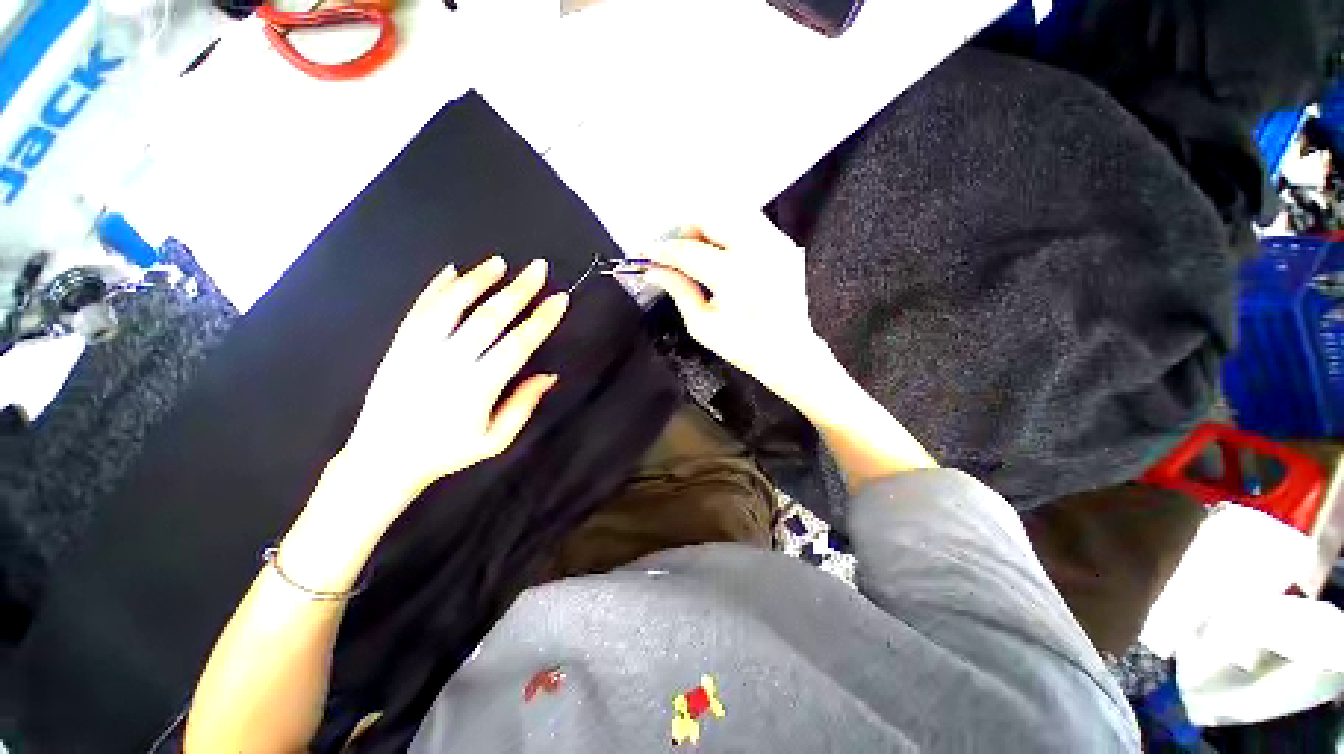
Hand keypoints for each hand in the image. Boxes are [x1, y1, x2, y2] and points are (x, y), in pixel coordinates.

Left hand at [336, 257, 568, 516]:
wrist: (382, 459)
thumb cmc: (446, 451)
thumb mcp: (495, 440)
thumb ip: (523, 405)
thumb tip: (550, 375)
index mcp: (477, 387)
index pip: (518, 344)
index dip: (542, 319)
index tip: (560, 299)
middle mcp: (449, 362)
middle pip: (489, 317)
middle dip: (518, 290)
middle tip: (538, 268)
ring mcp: (419, 350)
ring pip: (451, 305)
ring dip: (478, 280)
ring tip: (499, 262)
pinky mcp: (398, 346)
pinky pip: (419, 310)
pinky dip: (436, 288)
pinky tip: (452, 271)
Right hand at [643, 215, 829, 396]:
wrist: (789, 351)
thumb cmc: (744, 345)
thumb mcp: (702, 324)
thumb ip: (678, 290)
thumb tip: (654, 269)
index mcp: (735, 276)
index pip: (688, 251)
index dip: (662, 250)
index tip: (645, 252)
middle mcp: (758, 250)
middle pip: (711, 215)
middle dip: (685, 228)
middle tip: (674, 250)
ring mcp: (776, 243)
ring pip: (732, 211)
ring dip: (707, 225)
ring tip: (697, 249)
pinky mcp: (784, 243)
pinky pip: (750, 222)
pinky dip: (729, 229)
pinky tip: (721, 250)